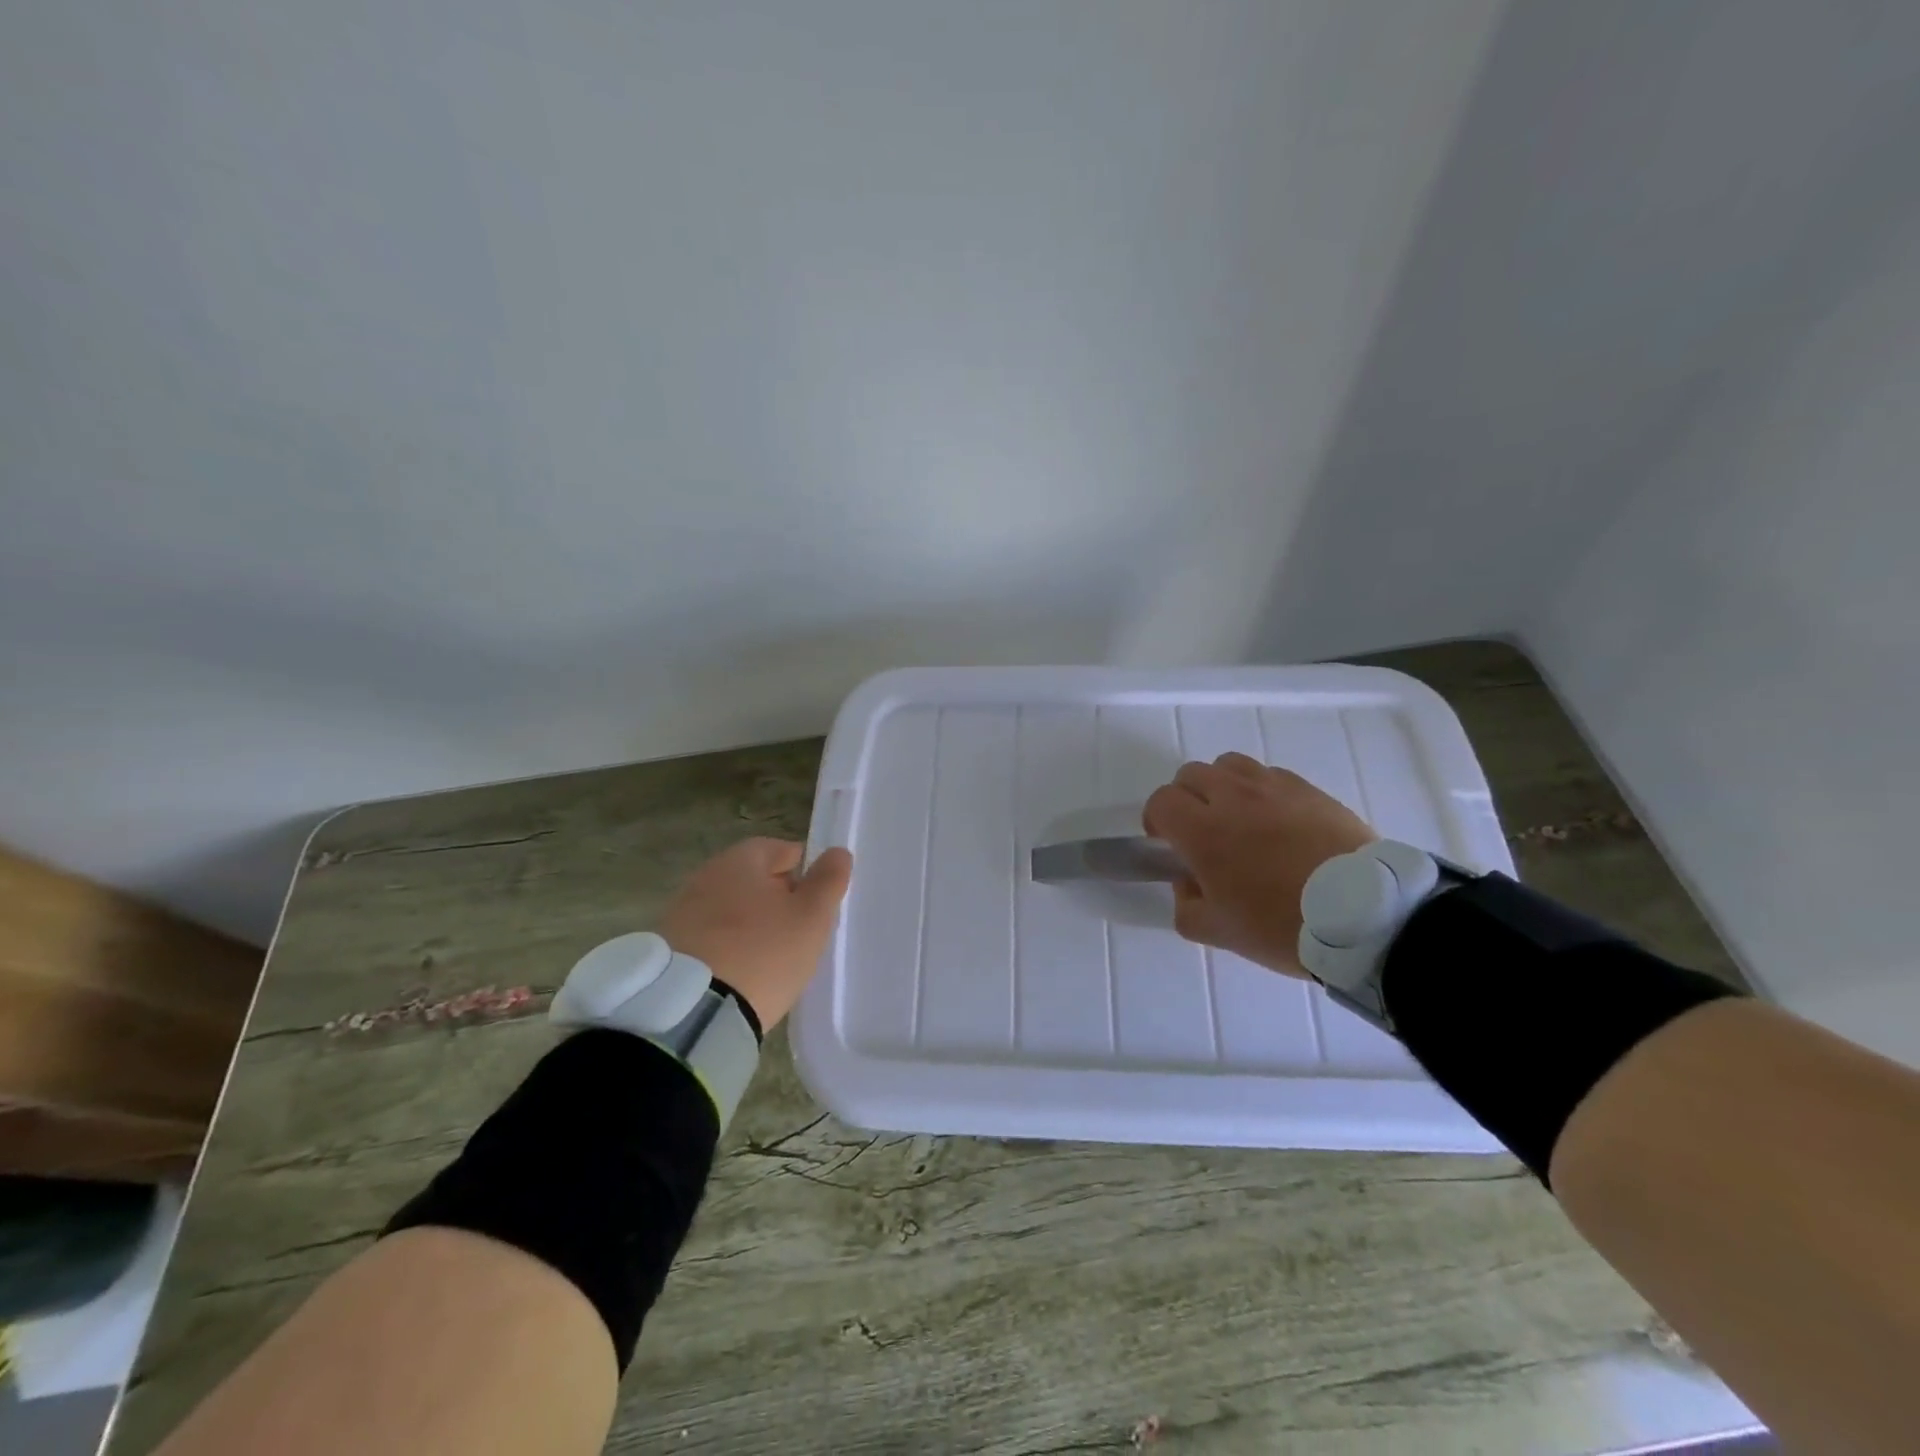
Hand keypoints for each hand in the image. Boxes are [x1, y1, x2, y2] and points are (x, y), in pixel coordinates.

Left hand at [659, 838, 853, 1030]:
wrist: (692, 1012)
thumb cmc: (762, 952)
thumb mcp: (810, 917)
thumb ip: (828, 881)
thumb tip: (837, 852)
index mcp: (741, 859)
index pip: (782, 850)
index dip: (806, 873)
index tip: (817, 904)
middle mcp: (706, 875)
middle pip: (754, 879)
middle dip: (777, 899)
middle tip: (798, 932)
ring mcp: (682, 911)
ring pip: (732, 909)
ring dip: (751, 925)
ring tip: (770, 958)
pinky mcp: (669, 947)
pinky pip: (711, 937)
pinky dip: (728, 947)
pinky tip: (740, 973)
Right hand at [1143, 753, 1374, 976]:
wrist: (1364, 916)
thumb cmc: (1282, 925)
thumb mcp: (1219, 933)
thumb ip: (1186, 906)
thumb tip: (1188, 883)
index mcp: (1203, 832)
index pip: (1161, 801)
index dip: (1156, 820)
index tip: (1168, 844)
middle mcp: (1232, 798)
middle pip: (1190, 774)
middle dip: (1186, 799)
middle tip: (1201, 832)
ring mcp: (1273, 788)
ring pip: (1229, 765)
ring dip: (1222, 786)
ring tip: (1239, 818)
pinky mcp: (1309, 789)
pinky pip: (1270, 775)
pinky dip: (1261, 791)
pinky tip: (1278, 822)